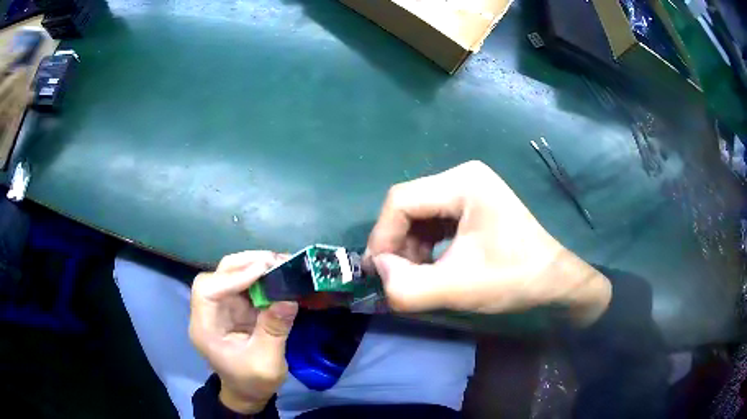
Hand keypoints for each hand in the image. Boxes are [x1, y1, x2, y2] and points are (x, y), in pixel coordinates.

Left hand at [189, 251, 297, 413]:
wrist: (248, 392)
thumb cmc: (252, 382)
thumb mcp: (266, 363)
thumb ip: (274, 331)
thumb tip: (289, 298)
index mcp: (205, 328)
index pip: (207, 291)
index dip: (232, 277)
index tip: (262, 271)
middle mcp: (209, 312)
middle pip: (217, 276)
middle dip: (244, 264)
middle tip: (274, 260)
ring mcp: (221, 308)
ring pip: (231, 274)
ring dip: (254, 265)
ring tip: (280, 262)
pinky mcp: (235, 307)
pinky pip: (245, 284)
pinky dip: (261, 276)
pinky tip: (278, 273)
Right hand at [365, 161, 610, 325]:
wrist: (553, 280)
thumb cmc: (515, 279)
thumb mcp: (460, 288)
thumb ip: (409, 287)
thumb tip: (378, 272)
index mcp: (463, 183)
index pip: (401, 200)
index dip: (382, 236)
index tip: (377, 273)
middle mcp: (462, 177)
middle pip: (408, 206)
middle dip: (396, 244)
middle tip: (396, 278)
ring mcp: (468, 189)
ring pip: (417, 215)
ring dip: (408, 248)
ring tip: (415, 276)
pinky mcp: (471, 205)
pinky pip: (433, 222)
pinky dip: (423, 246)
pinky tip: (430, 267)